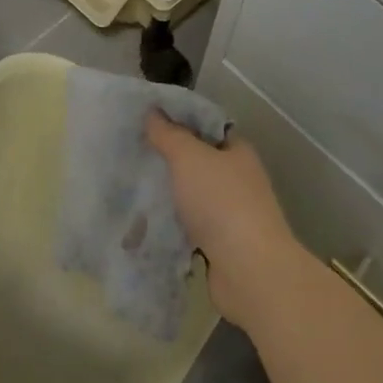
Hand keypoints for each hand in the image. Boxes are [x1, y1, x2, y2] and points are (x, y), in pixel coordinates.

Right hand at [147, 112, 303, 329]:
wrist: (248, 270)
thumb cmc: (221, 202)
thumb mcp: (189, 157)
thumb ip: (169, 135)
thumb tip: (153, 112)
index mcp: (238, 152)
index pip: (209, 129)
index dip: (181, 123)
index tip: (148, 123)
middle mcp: (239, 180)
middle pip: (200, 164)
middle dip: (170, 163)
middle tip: (134, 156)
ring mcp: (233, 216)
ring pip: (194, 199)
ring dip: (171, 198)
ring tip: (133, 190)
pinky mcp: (222, 247)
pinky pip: (191, 230)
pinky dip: (173, 228)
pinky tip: (146, 226)